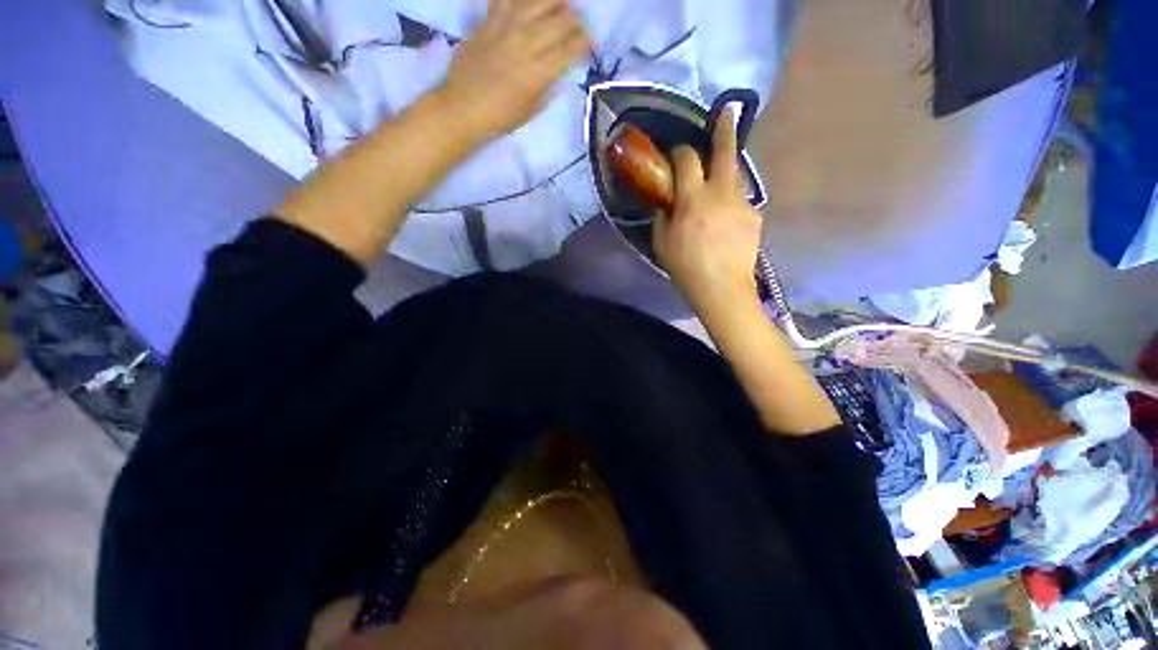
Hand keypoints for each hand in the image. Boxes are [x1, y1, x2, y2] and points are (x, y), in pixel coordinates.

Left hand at [438, 0, 589, 141]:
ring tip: (561, 6)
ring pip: (538, 0)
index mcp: (538, 72)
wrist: (461, 109)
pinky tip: (528, 3)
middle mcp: (525, 43)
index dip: (586, 42)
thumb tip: (560, 72)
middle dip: (577, 20)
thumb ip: (548, 89)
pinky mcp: (488, 21)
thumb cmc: (499, 119)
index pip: (571, 47)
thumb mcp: (531, 111)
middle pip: (560, 19)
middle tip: (579, 26)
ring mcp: (505, 28)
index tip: (591, 45)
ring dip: (555, 1)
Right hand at [654, 111, 762, 313]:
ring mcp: (742, 203)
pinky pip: (741, 201)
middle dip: (724, 129)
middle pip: (725, 152)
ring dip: (726, 174)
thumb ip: (664, 215)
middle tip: (727, 112)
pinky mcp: (755, 215)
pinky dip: (731, 203)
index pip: (687, 160)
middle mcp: (721, 193)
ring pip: (736, 176)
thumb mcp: (662, 242)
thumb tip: (669, 202)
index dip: (681, 151)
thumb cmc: (686, 266)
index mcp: (693, 199)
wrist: (722, 287)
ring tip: (717, 187)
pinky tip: (725, 221)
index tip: (677, 152)